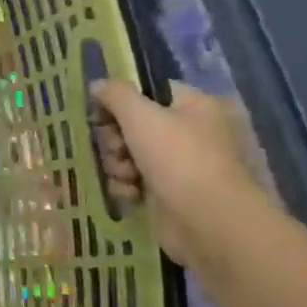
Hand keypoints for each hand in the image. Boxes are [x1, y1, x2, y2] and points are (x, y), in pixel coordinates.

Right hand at [89, 80, 267, 269]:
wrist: (208, 222)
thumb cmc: (178, 158)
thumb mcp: (139, 115)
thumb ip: (115, 94)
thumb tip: (97, 84)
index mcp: (194, 106)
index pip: (149, 92)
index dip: (120, 101)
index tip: (100, 112)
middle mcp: (190, 133)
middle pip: (134, 125)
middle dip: (115, 139)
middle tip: (116, 148)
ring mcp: (181, 166)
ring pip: (130, 155)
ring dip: (118, 164)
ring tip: (126, 176)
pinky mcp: (169, 194)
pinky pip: (135, 182)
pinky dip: (127, 187)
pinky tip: (131, 195)